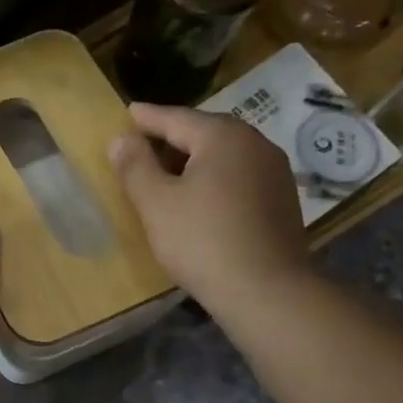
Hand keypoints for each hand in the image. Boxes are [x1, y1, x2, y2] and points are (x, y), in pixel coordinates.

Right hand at [108, 103, 312, 309]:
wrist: (264, 289)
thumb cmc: (201, 241)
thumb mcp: (156, 204)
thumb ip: (135, 167)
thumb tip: (120, 139)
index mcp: (223, 137)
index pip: (176, 118)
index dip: (147, 118)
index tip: (128, 112)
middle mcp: (255, 143)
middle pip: (205, 133)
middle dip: (172, 138)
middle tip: (144, 145)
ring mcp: (274, 171)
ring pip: (225, 155)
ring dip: (195, 159)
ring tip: (168, 173)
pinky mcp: (282, 199)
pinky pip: (240, 176)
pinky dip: (215, 178)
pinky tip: (201, 198)